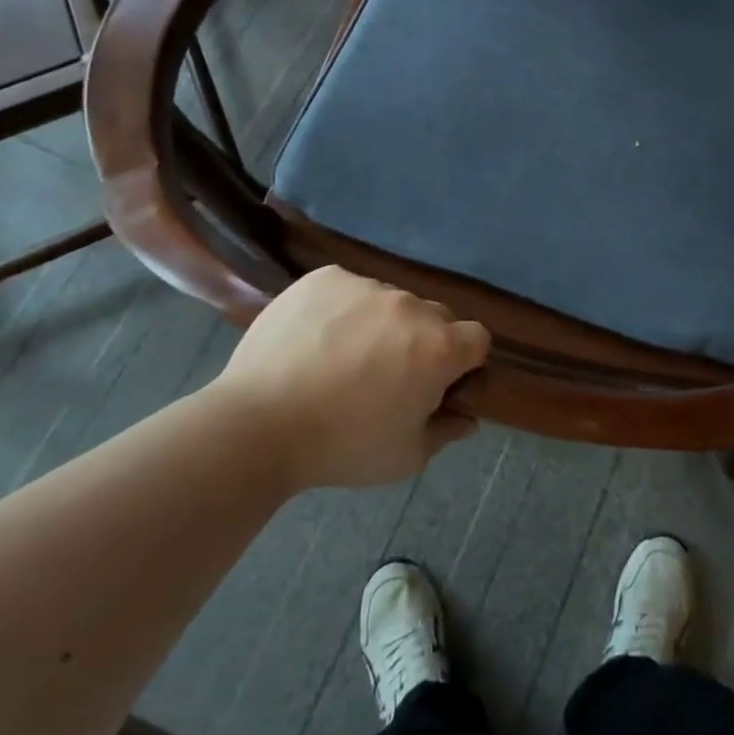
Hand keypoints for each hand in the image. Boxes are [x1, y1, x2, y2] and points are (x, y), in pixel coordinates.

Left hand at [215, 266, 488, 487]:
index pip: (477, 338)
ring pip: (391, 301)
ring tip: (342, 357)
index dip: (463, 361)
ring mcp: (367, 286)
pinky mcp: (326, 277)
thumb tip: (468, 418)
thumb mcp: (405, 456)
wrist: (257, 425)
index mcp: (439, 347)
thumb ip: (446, 431)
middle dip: (423, 341)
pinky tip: (317, 338)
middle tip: (387, 374)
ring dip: (382, 323)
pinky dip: (343, 308)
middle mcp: (411, 306)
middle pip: (435, 317)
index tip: (438, 383)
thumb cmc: (341, 446)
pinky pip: (349, 288)